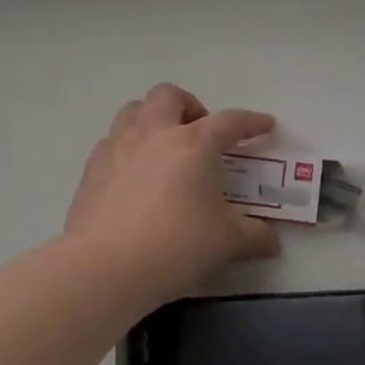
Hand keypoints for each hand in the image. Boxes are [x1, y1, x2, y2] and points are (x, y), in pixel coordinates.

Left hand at [64, 83, 280, 304]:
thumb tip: (273, 242)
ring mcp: (117, 149)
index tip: (265, 124)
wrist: (105, 269)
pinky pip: (110, 141)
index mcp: (193, 144)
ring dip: (153, 118)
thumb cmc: (176, 246)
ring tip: (164, 145)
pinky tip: (133, 173)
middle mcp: (154, 134)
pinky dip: (126, 147)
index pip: (230, 121)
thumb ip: (255, 236)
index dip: (251, 121)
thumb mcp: (227, 242)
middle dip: (190, 105)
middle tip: (201, 133)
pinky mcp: (91, 170)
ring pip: (133, 110)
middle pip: (170, 96)